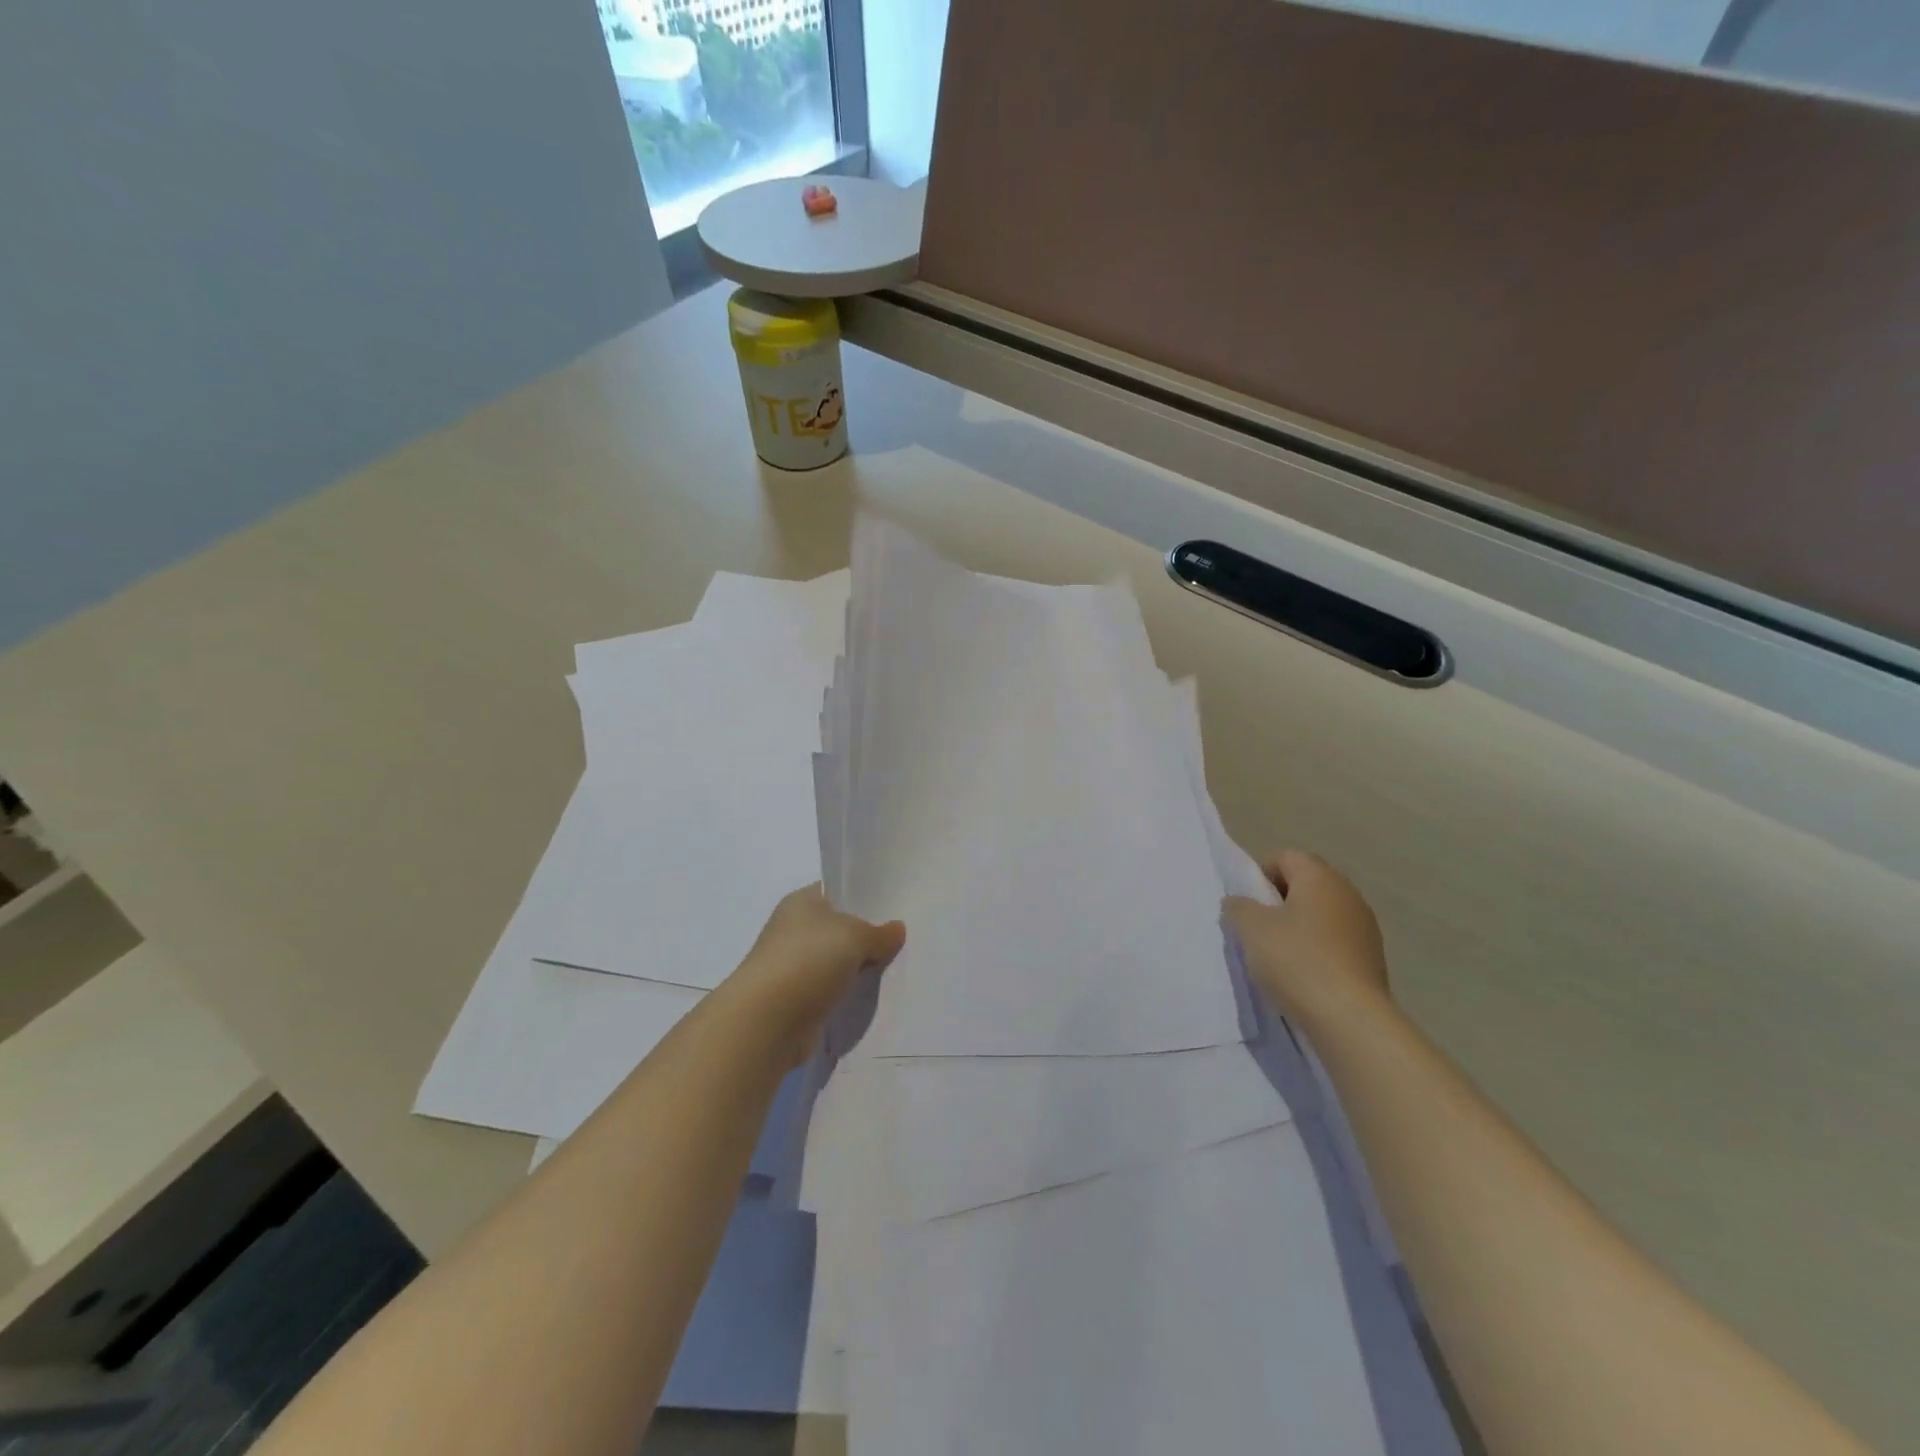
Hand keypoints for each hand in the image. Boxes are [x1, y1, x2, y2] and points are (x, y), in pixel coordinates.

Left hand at [725, 885, 904, 1064]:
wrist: (768, 1021)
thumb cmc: (808, 960)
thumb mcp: (855, 936)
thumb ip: (879, 933)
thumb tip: (897, 930)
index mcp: (801, 902)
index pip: (837, 891)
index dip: (864, 896)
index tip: (895, 906)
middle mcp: (794, 930)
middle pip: (839, 927)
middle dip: (867, 935)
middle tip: (903, 939)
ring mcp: (793, 966)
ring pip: (837, 961)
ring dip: (858, 967)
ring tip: (896, 967)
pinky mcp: (797, 1000)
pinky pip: (831, 989)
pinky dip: (848, 992)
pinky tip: (873, 995)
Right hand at [1223, 850, 1391, 1027]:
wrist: (1350, 1018)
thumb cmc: (1296, 960)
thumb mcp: (1251, 928)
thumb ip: (1238, 906)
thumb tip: (1240, 903)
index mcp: (1320, 877)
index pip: (1285, 856)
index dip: (1260, 874)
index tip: (1247, 903)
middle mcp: (1347, 894)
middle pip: (1305, 884)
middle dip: (1278, 901)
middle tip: (1256, 928)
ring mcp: (1364, 927)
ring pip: (1320, 914)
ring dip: (1298, 927)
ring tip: (1277, 956)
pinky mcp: (1371, 958)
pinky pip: (1335, 941)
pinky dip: (1316, 950)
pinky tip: (1302, 975)